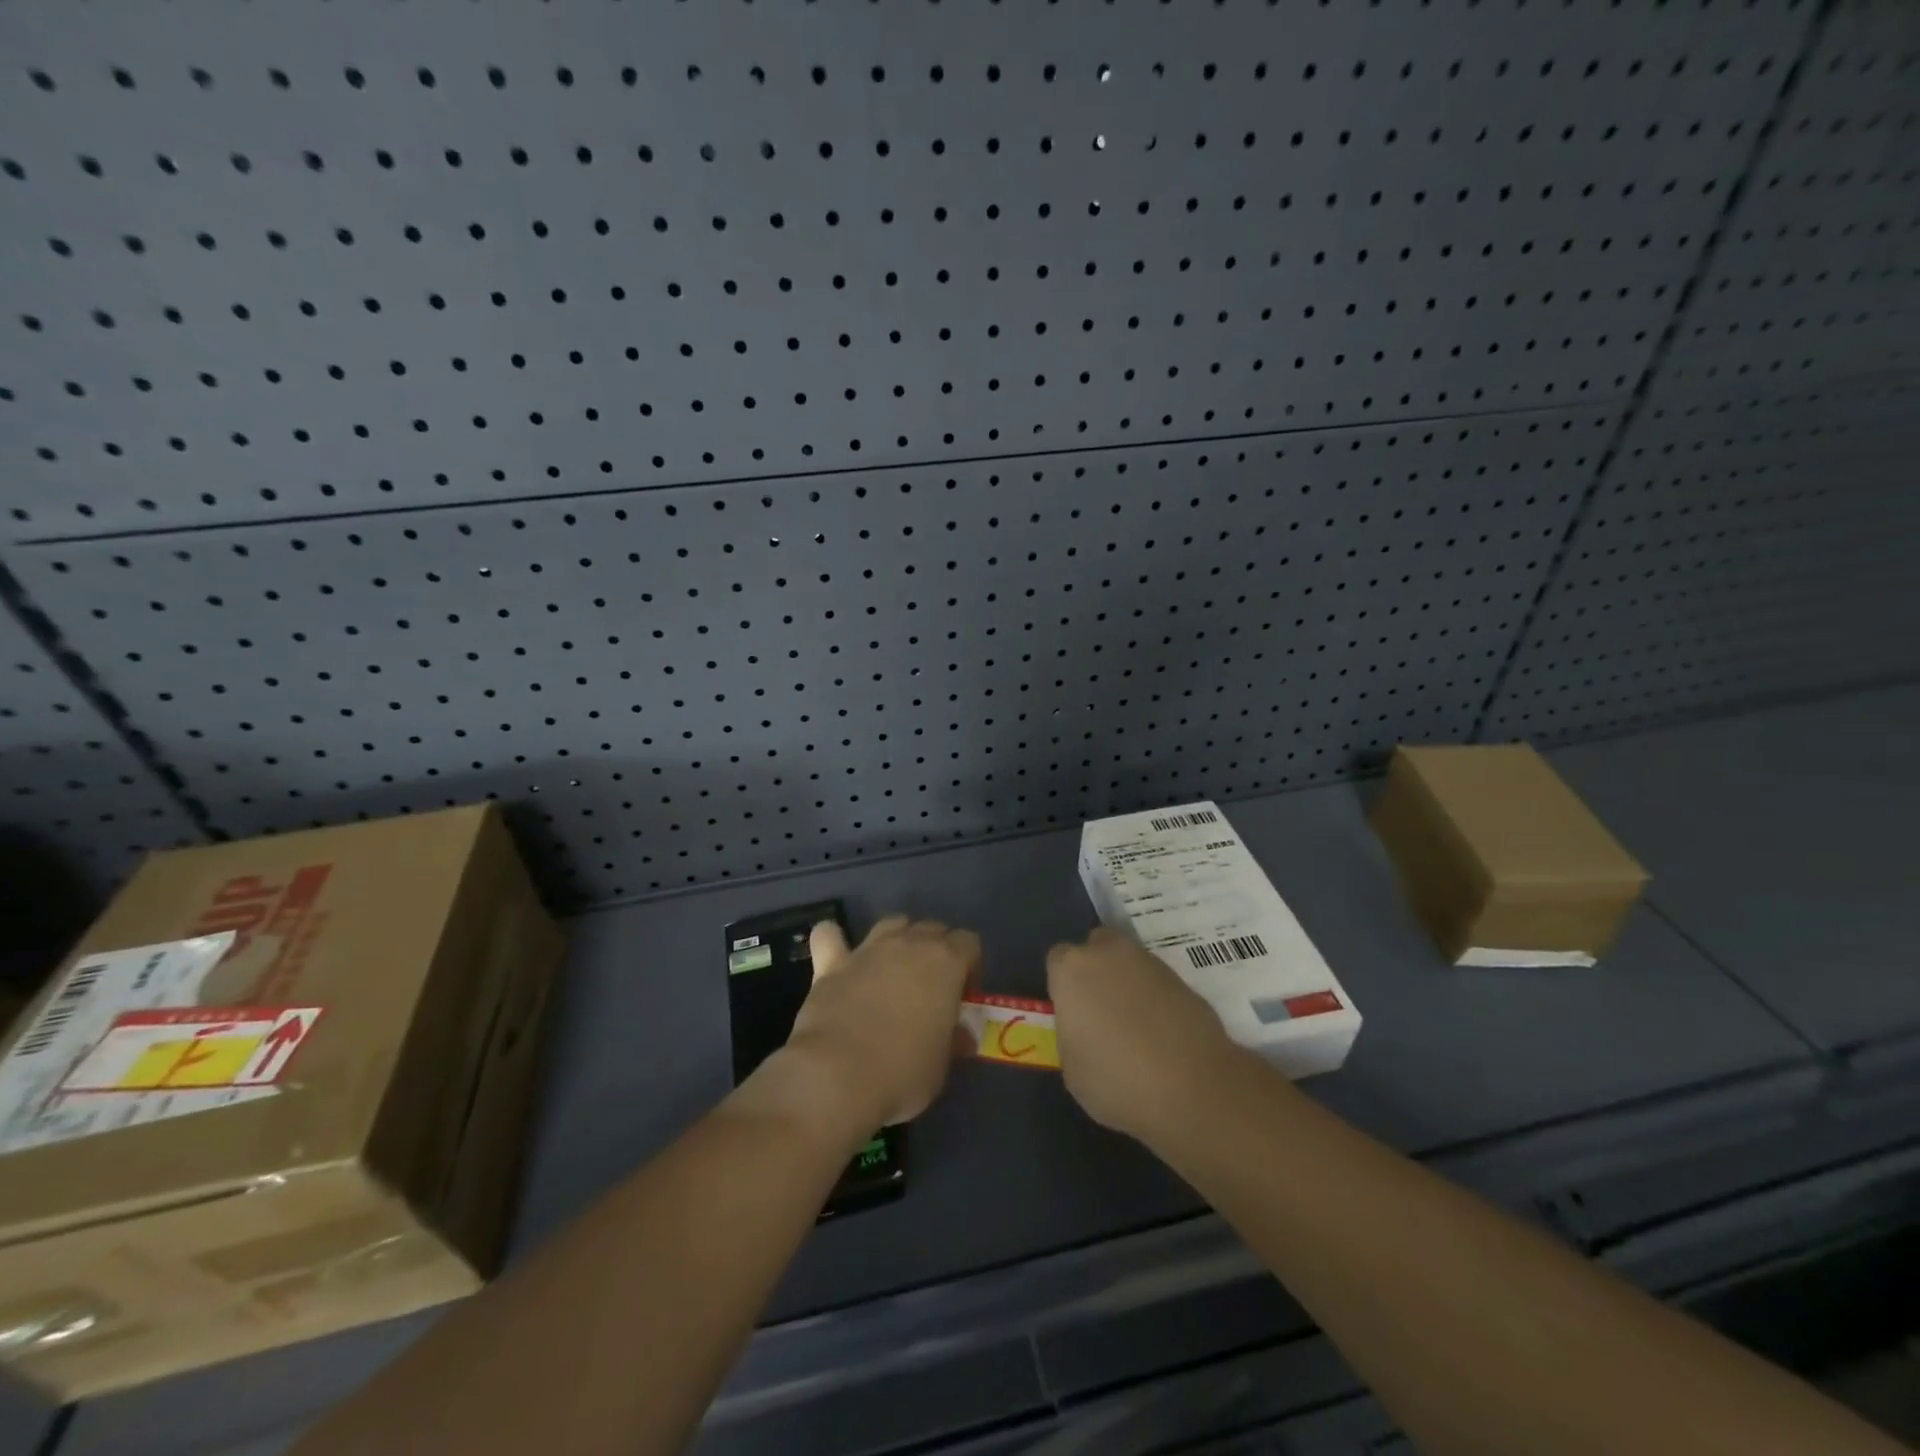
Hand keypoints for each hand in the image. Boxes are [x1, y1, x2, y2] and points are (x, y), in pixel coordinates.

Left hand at [787, 915, 978, 1126]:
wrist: (838, 1077)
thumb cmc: (903, 1073)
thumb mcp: (942, 1065)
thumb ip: (952, 1040)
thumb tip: (960, 1037)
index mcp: (946, 962)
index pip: (968, 942)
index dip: (969, 967)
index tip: (962, 999)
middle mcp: (908, 944)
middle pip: (932, 929)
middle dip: (937, 951)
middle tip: (931, 990)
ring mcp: (868, 950)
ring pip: (892, 923)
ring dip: (898, 938)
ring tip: (894, 971)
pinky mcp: (831, 963)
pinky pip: (829, 935)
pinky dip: (834, 939)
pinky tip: (837, 956)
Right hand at [1046, 927, 1239, 1143]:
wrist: (1193, 1089)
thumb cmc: (1116, 1080)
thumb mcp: (1072, 1067)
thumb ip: (1072, 1033)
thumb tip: (1084, 1027)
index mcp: (1072, 969)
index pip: (1057, 960)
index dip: (1062, 985)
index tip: (1070, 1012)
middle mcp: (1109, 953)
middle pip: (1096, 946)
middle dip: (1096, 969)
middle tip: (1099, 1010)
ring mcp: (1150, 963)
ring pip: (1129, 962)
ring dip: (1127, 983)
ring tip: (1134, 1026)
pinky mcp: (1184, 980)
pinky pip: (1157, 983)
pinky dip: (1156, 999)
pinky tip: (1161, 1034)